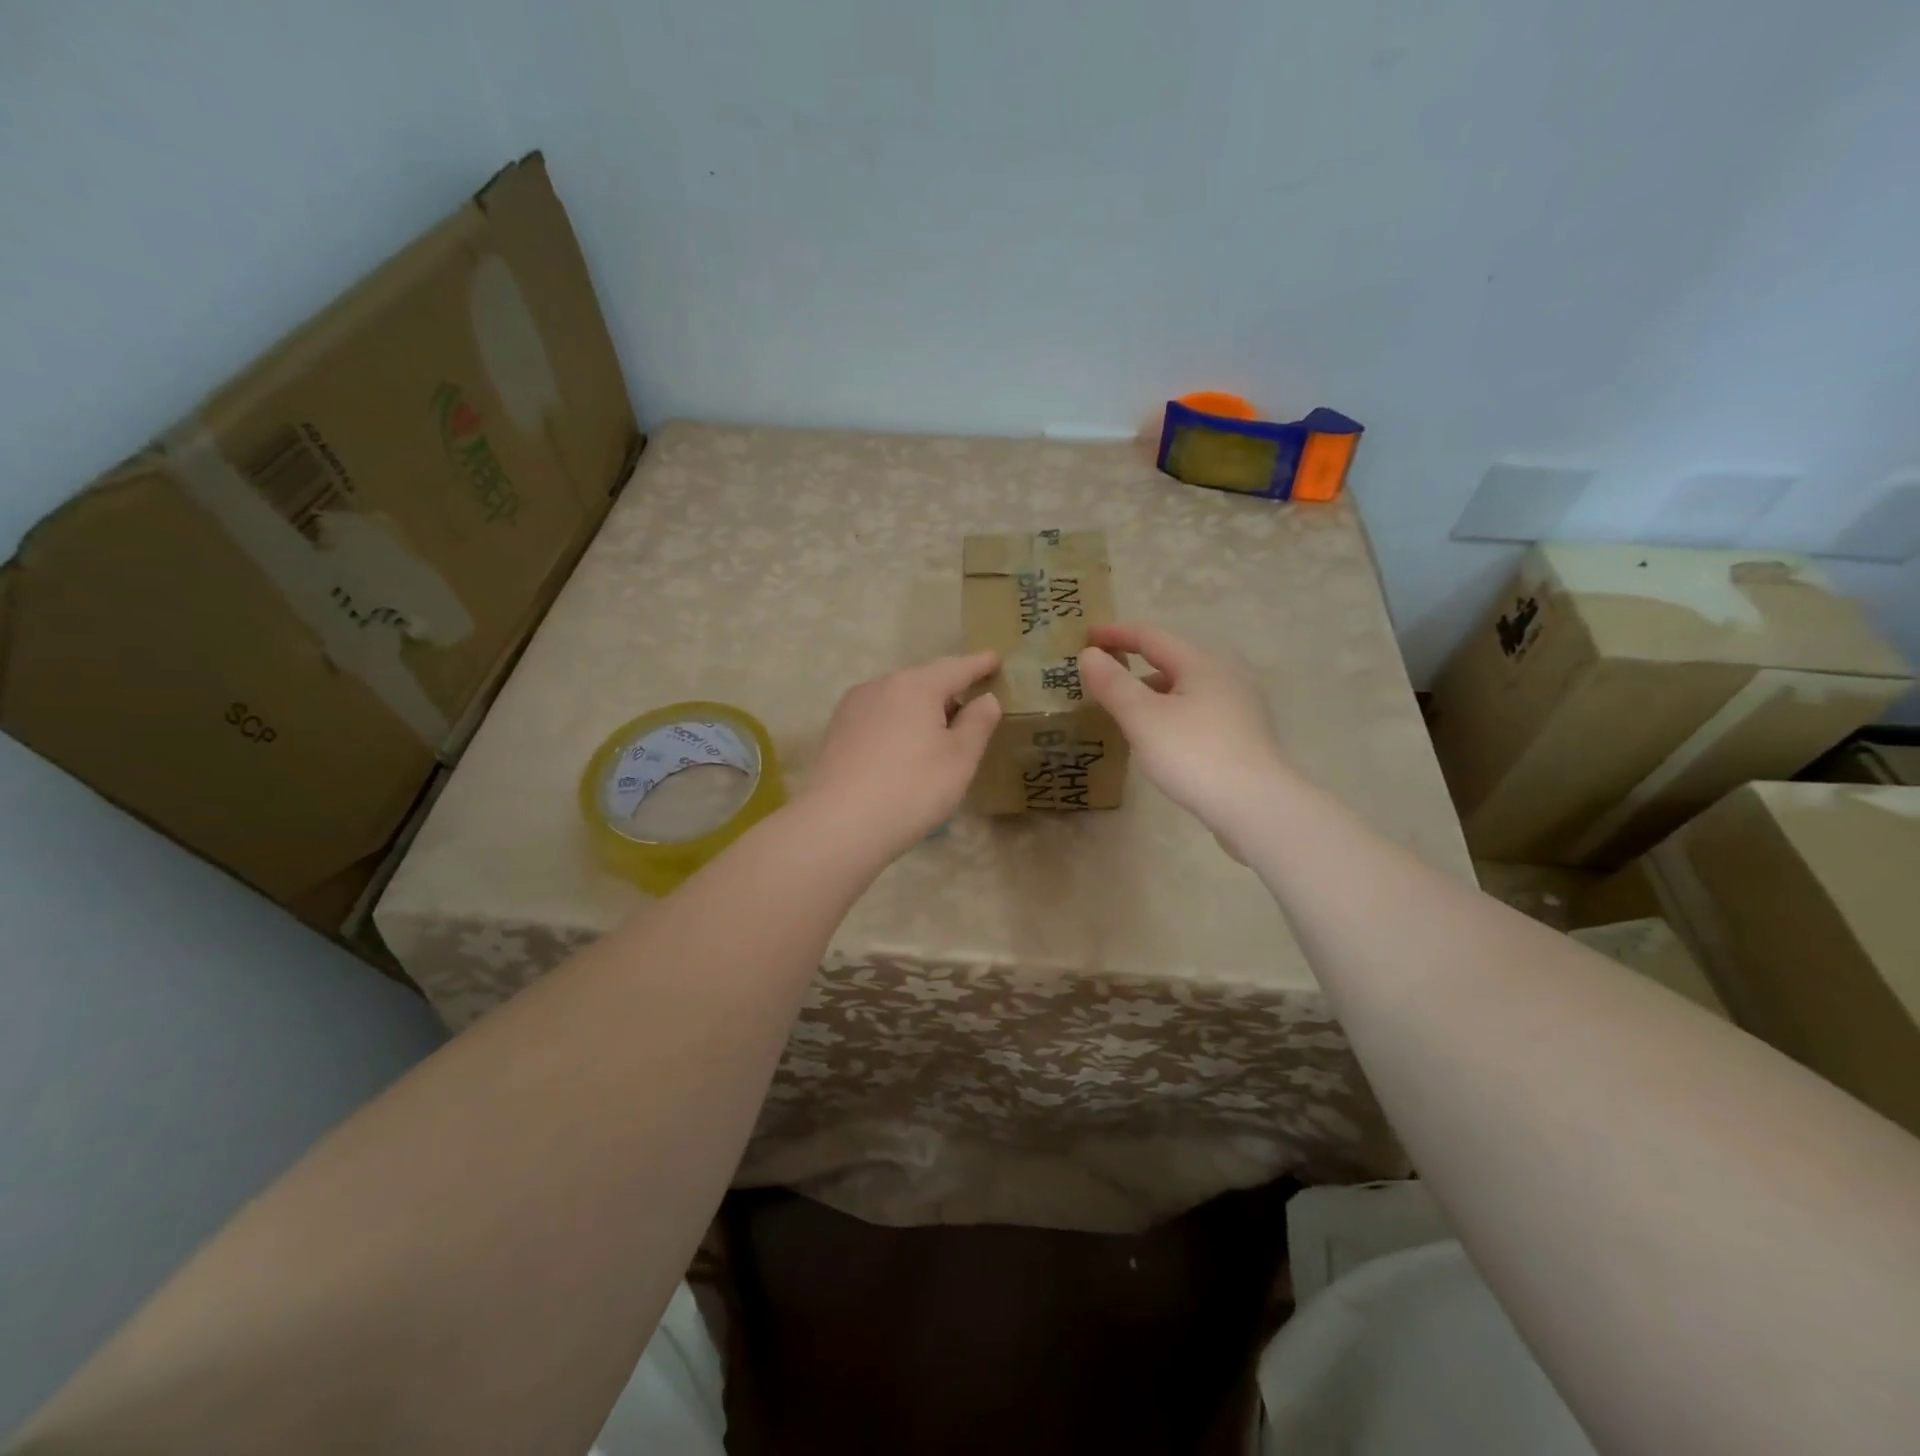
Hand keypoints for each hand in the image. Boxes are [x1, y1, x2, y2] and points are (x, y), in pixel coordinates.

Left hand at [800, 651, 1002, 859]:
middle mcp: (880, 686)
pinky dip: (897, 725)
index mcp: (915, 686)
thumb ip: (978, 723)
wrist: (838, 824)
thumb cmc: (911, 788)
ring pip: (897, 700)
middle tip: (970, 712)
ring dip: (920, 711)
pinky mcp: (836, 732)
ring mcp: (852, 708)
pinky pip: (878, 718)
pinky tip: (902, 751)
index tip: (995, 659)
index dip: (978, 664)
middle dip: (948, 692)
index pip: (955, 667)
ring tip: (937, 737)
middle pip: (923, 681)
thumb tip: (985, 698)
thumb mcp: (960, 758)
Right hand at [1078, 624, 1289, 838]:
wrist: (1256, 806)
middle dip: (1136, 663)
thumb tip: (1089, 655)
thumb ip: (1114, 684)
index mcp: (1202, 664)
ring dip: (1154, 691)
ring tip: (1127, 709)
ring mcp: (1240, 707)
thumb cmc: (1194, 754)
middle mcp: (1226, 676)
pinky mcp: (1244, 736)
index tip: (1087, 637)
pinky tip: (1161, 736)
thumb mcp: (1143, 718)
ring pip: (1187, 687)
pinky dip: (1172, 712)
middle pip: (1173, 660)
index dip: (1117, 635)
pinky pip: (1198, 710)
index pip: (1152, 637)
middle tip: (1105, 674)